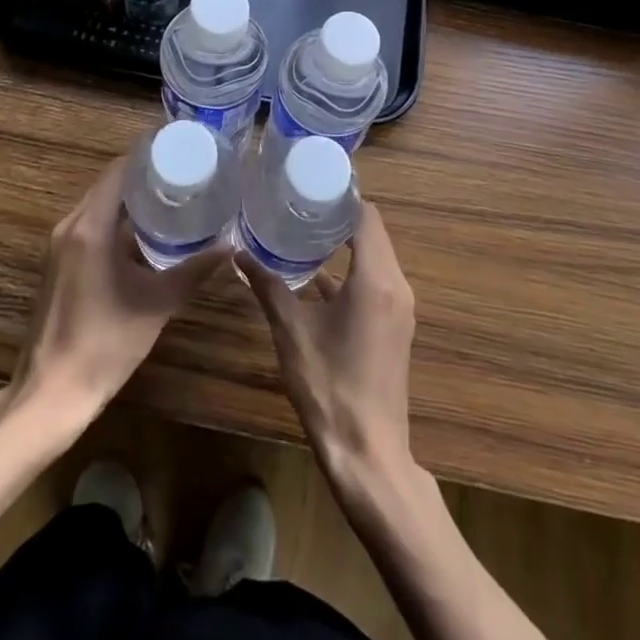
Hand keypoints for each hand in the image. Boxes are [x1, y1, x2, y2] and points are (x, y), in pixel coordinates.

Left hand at [13, 160, 223, 425]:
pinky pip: (91, 224)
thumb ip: (194, 271)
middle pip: (109, 183)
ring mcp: (60, 245)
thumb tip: (230, 247)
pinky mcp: (59, 263)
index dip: (149, 154)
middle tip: (185, 169)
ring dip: (130, 197)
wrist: (50, 395)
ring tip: (172, 194)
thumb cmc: (104, 344)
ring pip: (100, 204)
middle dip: (144, 173)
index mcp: (90, 227)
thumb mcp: (156, 304)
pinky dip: (117, 218)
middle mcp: (70, 226)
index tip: (181, 147)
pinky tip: (146, 231)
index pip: (119, 170)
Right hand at [244, 204, 415, 486]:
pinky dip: (352, 270)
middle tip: (301, 203)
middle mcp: (396, 285)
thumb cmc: (329, 387)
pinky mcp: (395, 326)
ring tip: (305, 230)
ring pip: (375, 257)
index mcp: (376, 279)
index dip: (342, 197)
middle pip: (373, 233)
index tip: (311, 185)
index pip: (367, 216)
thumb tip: (238, 254)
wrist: (368, 454)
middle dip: (340, 216)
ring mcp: (400, 308)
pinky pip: (376, 281)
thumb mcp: (291, 332)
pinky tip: (317, 275)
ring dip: (346, 243)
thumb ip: (268, 287)